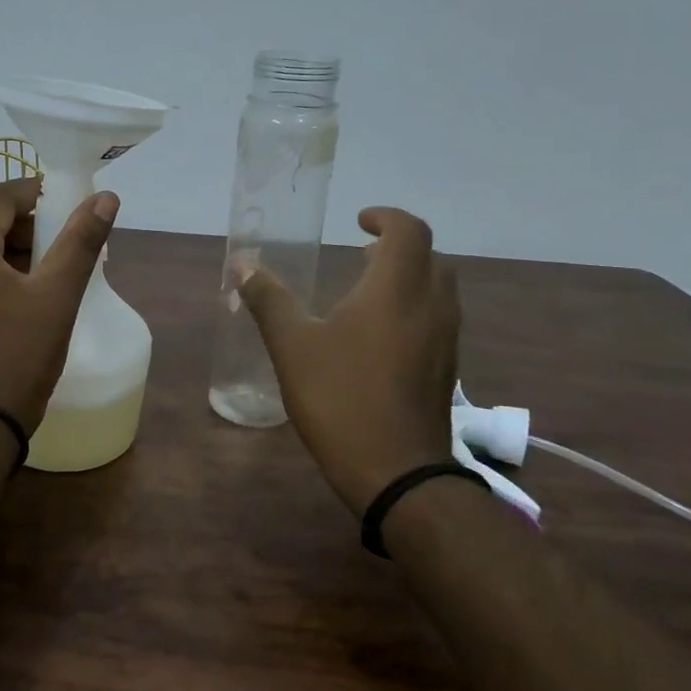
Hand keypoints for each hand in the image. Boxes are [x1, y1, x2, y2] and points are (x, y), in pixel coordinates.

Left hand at [0, 178, 118, 429]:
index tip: (73, 206)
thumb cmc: (18, 356)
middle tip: (67, 244)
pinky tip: (25, 296)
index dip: (38, 193)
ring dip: (14, 250)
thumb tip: (106, 198)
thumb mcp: (57, 296)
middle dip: (28, 226)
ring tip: (53, 272)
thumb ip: (81, 242)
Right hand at [240, 207, 458, 515]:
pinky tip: (380, 336)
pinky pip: (437, 318)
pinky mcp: (446, 369)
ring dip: (408, 277)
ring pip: (437, 289)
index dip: (386, 217)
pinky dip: (414, 307)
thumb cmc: (341, 399)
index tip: (359, 222)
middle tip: (362, 255)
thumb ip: (269, 301)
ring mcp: (445, 340)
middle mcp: (431, 306)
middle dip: (398, 247)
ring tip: (368, 291)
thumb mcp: (293, 347)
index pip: (409, 230)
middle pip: (429, 257)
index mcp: (396, 290)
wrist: (397, 473)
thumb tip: (243, 267)